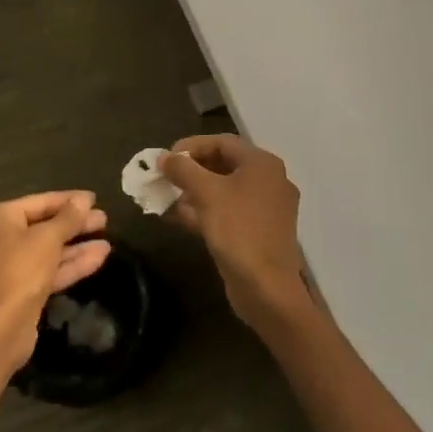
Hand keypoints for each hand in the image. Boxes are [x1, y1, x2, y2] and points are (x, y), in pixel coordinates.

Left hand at [0, 191, 111, 369]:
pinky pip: (47, 270)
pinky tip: (98, 258)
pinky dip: (70, 264)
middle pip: (43, 227)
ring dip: (76, 247)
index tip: (94, 199)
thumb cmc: (21, 269)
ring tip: (107, 241)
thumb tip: (84, 199)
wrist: (2, 328)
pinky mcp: (21, 290)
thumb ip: (68, 217)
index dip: (68, 200)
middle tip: (104, 220)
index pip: (38, 202)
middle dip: (75, 225)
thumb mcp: (48, 238)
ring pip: (48, 251)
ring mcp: (9, 267)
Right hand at [160, 135, 309, 332]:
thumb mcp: (206, 193)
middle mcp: (268, 181)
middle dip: (191, 170)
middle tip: (165, 176)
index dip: (191, 146)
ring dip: (194, 192)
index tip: (166, 157)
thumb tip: (164, 157)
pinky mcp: (258, 232)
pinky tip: (177, 217)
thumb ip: (183, 169)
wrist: (266, 288)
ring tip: (165, 196)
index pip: (222, 142)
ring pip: (224, 190)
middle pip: (223, 164)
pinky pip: (228, 212)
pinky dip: (204, 211)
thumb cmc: (238, 230)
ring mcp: (265, 209)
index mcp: (262, 164)